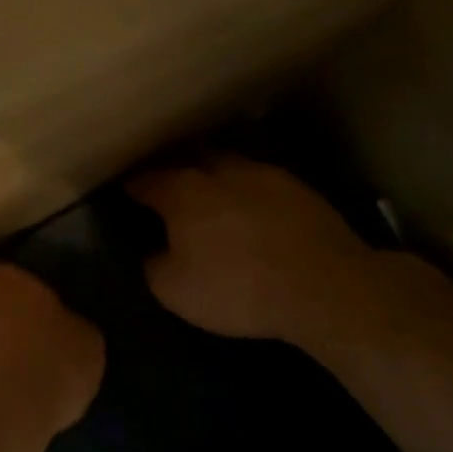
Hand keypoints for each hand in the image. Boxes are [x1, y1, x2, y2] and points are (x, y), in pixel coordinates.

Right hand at [127, 157, 385, 340]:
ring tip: (210, 196)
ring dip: (213, 177)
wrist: (326, 288)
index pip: (145, 180)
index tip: (125, 193)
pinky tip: (251, 210)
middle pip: (186, 160)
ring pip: (226, 165)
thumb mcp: (175, 291)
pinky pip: (259, 182)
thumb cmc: (238, 287)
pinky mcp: (298, 188)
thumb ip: (155, 265)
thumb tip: (156, 253)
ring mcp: (262, 174)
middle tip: (165, 189)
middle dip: (172, 171)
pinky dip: (247, 192)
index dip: (132, 187)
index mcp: (182, 191)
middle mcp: (218, 171)